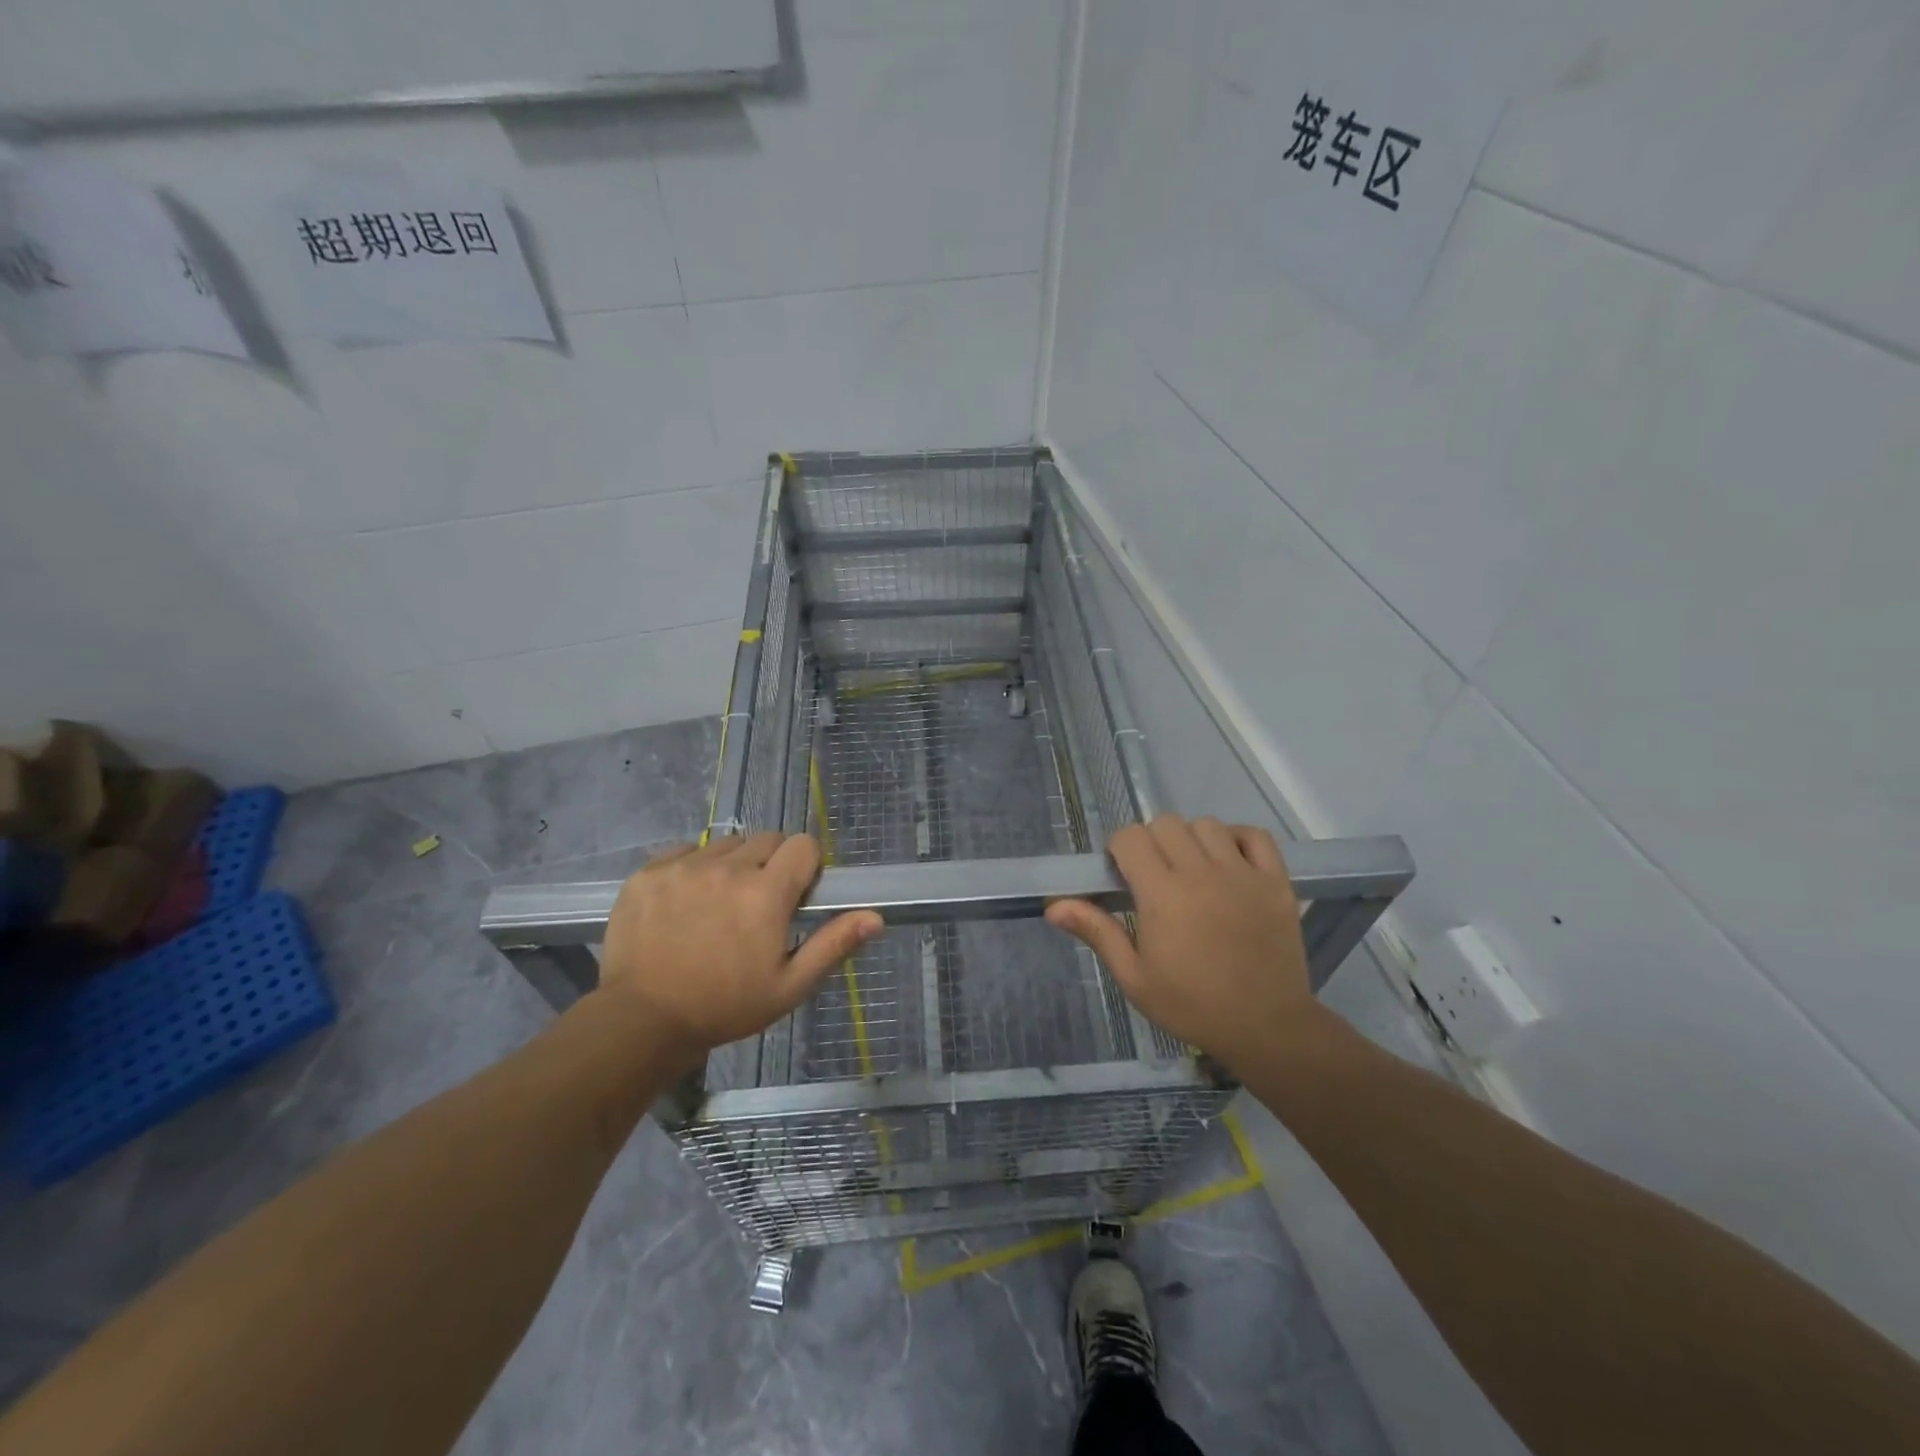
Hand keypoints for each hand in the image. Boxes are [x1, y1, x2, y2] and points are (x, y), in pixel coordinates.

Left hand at [597, 834, 882, 1067]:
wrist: (642, 1021)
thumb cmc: (725, 1007)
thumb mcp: (789, 987)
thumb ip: (833, 945)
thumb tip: (875, 917)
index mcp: (766, 893)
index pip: (803, 845)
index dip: (806, 866)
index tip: (796, 894)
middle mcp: (727, 868)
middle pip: (767, 840)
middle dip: (772, 864)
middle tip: (759, 904)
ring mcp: (684, 866)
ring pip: (726, 844)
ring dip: (734, 865)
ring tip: (720, 903)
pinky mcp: (650, 872)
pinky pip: (685, 851)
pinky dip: (694, 867)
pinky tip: (687, 901)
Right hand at [1045, 815, 1319, 1075]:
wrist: (1265, 1027)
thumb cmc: (1192, 1005)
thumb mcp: (1135, 977)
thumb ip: (1097, 932)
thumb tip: (1054, 906)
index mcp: (1163, 895)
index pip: (1131, 837)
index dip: (1120, 848)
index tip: (1122, 873)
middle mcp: (1202, 873)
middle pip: (1166, 824)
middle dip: (1151, 841)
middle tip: (1153, 874)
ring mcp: (1243, 874)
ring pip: (1207, 825)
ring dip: (1191, 839)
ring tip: (1191, 870)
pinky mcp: (1276, 881)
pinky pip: (1254, 835)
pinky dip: (1237, 838)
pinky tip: (1228, 861)